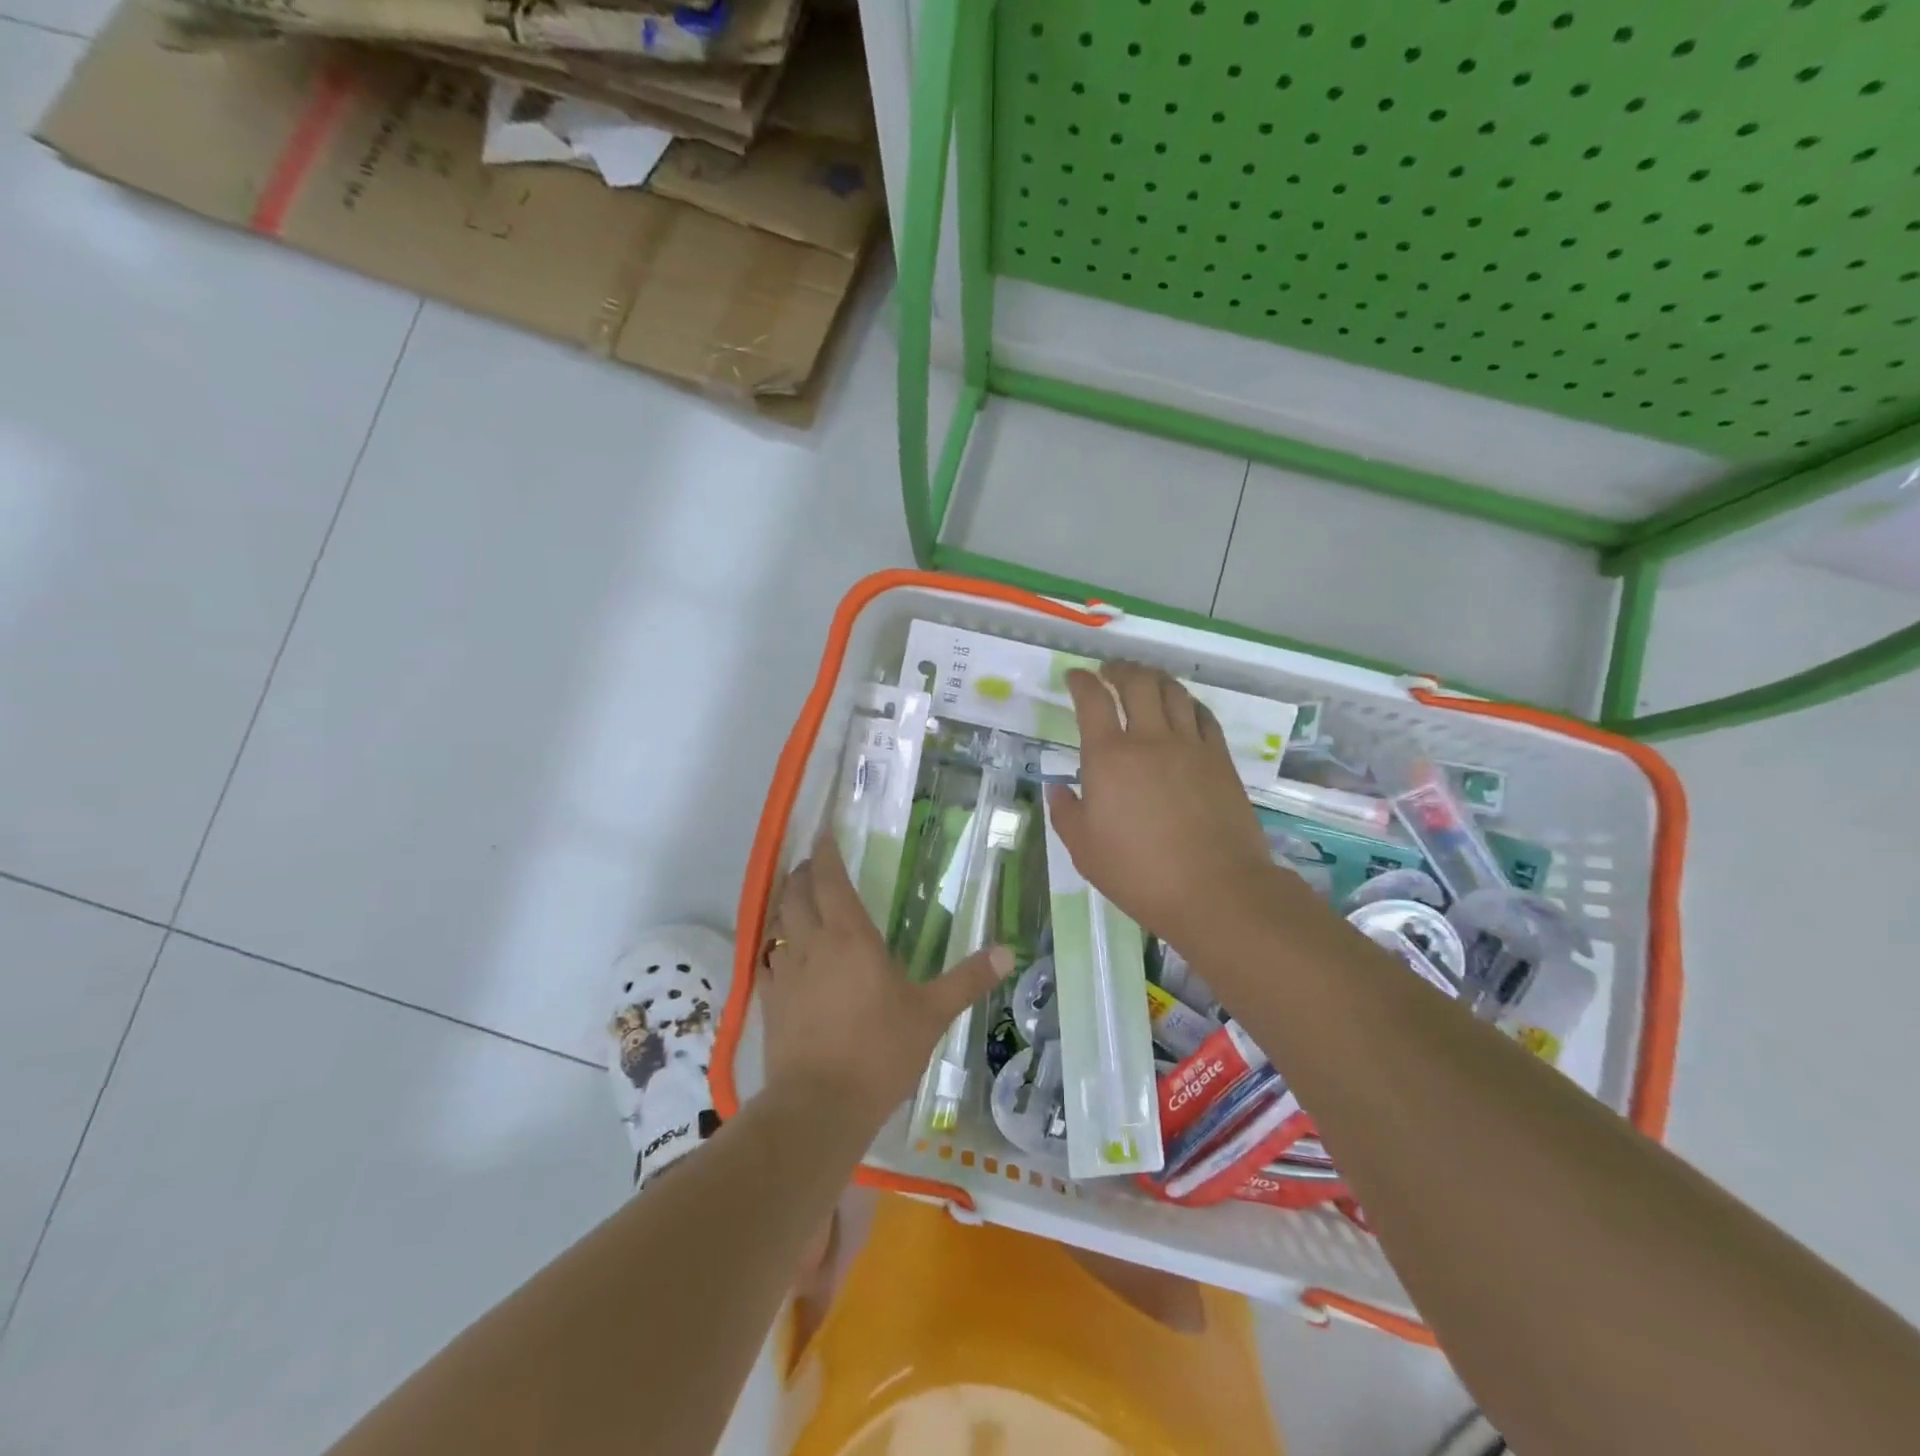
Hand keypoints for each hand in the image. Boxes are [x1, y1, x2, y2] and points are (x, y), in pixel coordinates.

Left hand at [761, 836, 1012, 1124]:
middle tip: (814, 865)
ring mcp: (785, 972)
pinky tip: (783, 952)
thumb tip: (1008, 952)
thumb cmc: (880, 1052)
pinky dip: (775, 943)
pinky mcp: (769, 1001)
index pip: (830, 879)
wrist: (819, 1107)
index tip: (824, 834)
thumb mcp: (932, 1014)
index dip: (825, 853)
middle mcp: (812, 943)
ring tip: (798, 898)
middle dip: (803, 872)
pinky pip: (768, 957)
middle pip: (796, 893)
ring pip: (778, 921)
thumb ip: (968, 979)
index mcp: (850, 936)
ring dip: (786, 902)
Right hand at [1045, 663, 1291, 952]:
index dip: (1081, 682)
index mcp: (1109, 757)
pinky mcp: (1220, 759)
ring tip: (1144, 679)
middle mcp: (1150, 739)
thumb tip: (1059, 789)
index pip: (1092, 701)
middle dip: (1119, 669)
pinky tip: (1183, 708)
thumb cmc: (1139, 873)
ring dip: (1154, 677)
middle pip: (1137, 682)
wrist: (1216, 890)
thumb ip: (1066, 813)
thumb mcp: (1084, 850)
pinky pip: (1203, 716)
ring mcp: (1191, 746)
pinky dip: (1187, 703)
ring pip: (1173, 692)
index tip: (1075, 677)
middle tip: (1109, 670)